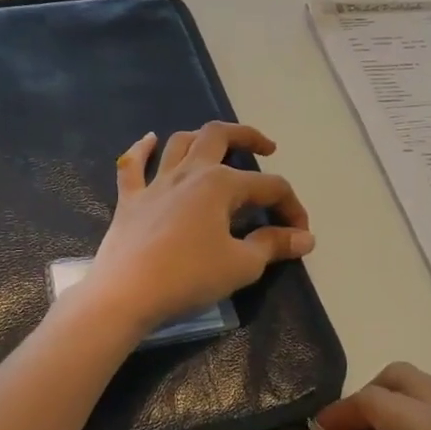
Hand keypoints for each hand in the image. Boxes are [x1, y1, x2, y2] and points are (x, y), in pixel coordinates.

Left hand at [81, 122, 314, 336]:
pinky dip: (141, 150)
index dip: (292, 208)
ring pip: (180, 143)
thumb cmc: (188, 277)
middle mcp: (188, 173)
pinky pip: (132, 165)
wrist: (126, 293)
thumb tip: (304, 237)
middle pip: (219, 136)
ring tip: (217, 147)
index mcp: (220, 184)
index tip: (300, 236)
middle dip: (247, 136)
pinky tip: (149, 140)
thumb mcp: (241, 265)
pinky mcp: (129, 200)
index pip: (269, 187)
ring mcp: (155, 184)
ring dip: (202, 139)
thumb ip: (273, 245)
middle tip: (266, 148)